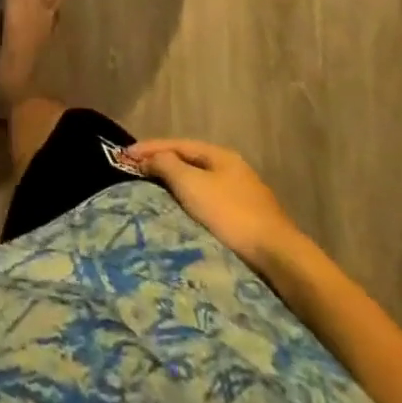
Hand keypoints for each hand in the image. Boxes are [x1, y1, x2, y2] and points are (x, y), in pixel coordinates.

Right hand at [126, 138, 302, 273]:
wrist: (278, 258)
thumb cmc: (230, 214)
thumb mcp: (192, 184)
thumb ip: (167, 165)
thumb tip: (150, 156)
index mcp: (220, 155)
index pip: (177, 144)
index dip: (149, 148)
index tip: (123, 155)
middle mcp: (232, 169)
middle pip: (189, 162)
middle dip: (162, 164)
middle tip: (136, 172)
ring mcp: (243, 195)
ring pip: (200, 183)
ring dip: (176, 185)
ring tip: (153, 193)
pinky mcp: (247, 221)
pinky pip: (209, 203)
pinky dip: (190, 202)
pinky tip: (182, 214)